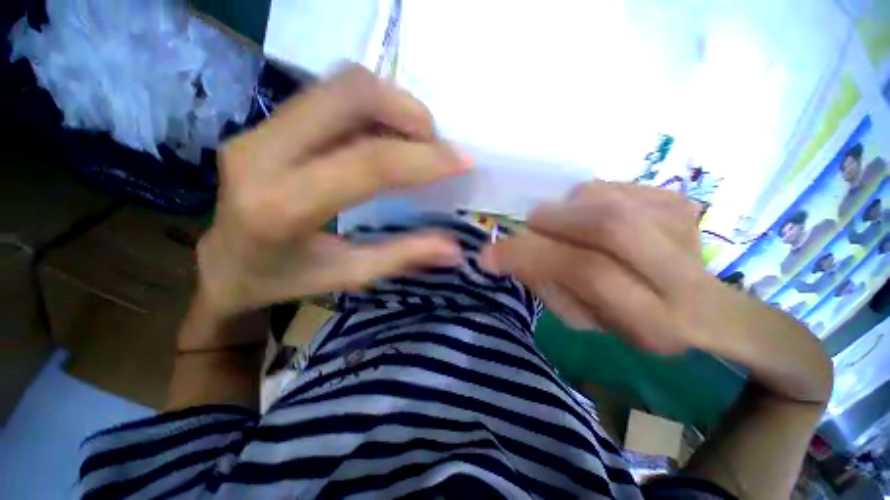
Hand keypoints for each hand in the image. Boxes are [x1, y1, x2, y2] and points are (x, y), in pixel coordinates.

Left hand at [197, 66, 470, 318]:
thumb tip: (455, 249)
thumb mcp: (349, 275)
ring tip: (413, 139)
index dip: (423, 159)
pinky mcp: (264, 123)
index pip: (368, 164)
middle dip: (407, 112)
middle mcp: (262, 154)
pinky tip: (385, 136)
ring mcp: (258, 130)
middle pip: (349, 95)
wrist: (223, 265)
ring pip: (338, 85)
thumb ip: (403, 256)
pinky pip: (328, 94)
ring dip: (390, 104)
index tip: (463, 161)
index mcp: (283, 207)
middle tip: (433, 143)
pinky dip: (370, 107)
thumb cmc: (284, 279)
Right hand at [481, 181, 720, 353]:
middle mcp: (680, 272)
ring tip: (565, 226)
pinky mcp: (679, 200)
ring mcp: (684, 228)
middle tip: (532, 226)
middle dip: (553, 221)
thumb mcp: (581, 318)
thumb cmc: (628, 319)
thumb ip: (545, 285)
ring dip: (567, 209)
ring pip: (605, 199)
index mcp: (652, 318)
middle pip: (607, 226)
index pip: (587, 272)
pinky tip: (590, 215)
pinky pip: (612, 185)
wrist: (695, 303)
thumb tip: (509, 251)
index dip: (532, 255)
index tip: (489, 254)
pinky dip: (585, 198)